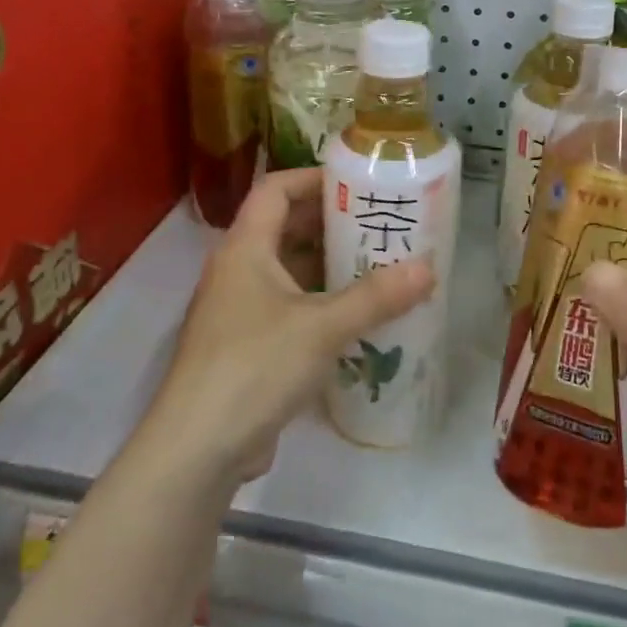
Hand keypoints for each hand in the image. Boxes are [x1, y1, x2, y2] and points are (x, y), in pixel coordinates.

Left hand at [141, 168, 435, 486]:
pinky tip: (358, 316)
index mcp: (245, 248)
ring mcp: (240, 310)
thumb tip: (428, 269)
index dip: (314, 178)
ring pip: (289, 271)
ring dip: (330, 266)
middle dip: (332, 224)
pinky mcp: (247, 346)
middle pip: (284, 228)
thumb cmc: (255, 367)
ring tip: (380, 266)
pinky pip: (290, 307)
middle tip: (381, 226)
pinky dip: (321, 303)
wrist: (198, 448)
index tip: (358, 184)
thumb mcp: (321, 327)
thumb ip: (376, 297)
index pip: (275, 188)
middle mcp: (238, 270)